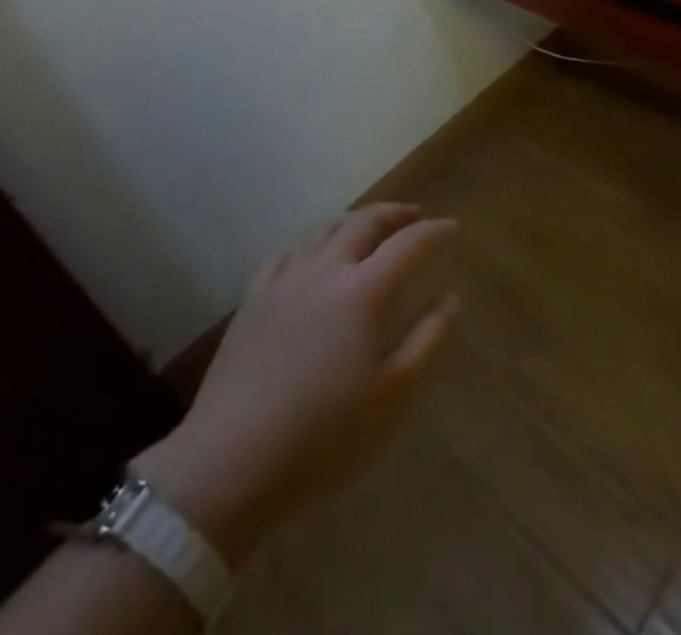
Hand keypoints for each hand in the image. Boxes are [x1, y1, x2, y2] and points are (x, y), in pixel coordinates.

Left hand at [134, 204, 458, 561]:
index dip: (434, 232)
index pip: (409, 244)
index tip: (452, 227)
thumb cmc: (323, 438)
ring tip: (369, 227)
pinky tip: (313, 254)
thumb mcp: (392, 397)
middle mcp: (325, 270)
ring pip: (324, 230)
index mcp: (364, 291)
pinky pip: (287, 252)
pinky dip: (312, 242)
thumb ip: (426, 340)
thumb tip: (450, 298)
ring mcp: (284, 282)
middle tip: (414, 215)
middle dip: (395, 213)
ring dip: (354, 221)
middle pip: (365, 222)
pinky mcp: (252, 301)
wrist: (228, 467)